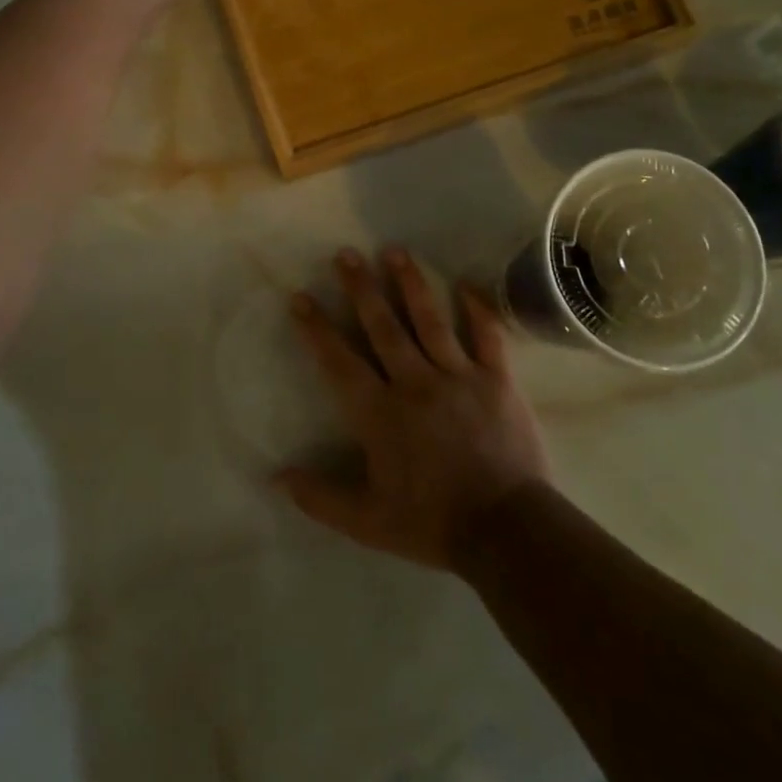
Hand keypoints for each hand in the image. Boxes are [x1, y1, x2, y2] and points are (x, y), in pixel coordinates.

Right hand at [278, 247, 550, 571]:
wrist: (505, 529)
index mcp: (380, 413)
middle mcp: (415, 382)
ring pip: (429, 320)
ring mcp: (458, 376)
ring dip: (410, 283)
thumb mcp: (367, 522)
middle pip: (382, 326)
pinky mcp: (497, 379)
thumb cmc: (432, 523)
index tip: (300, 297)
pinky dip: (477, 309)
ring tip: (394, 251)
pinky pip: (487, 336)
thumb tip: (276, 476)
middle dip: (360, 288)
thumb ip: (320, 497)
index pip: (340, 362)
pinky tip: (466, 284)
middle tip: (346, 254)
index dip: (317, 329)